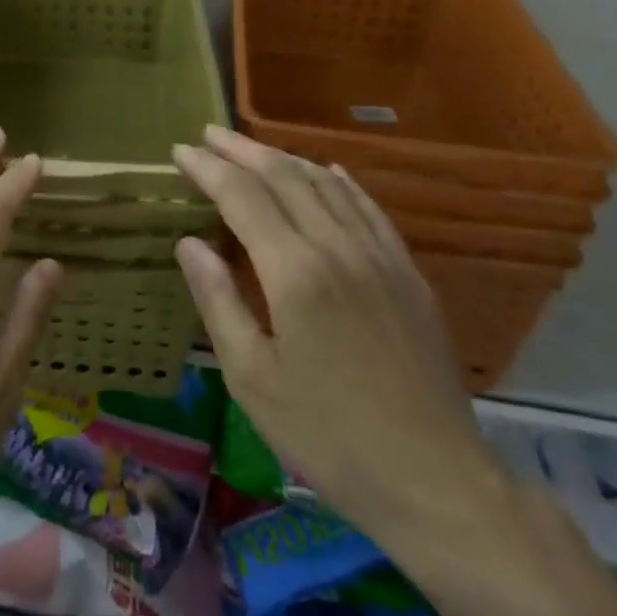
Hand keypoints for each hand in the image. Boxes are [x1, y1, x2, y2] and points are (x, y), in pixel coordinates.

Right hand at [172, 126, 502, 545]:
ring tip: (251, 147)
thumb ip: (218, 301)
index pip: (242, 197)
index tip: (180, 151)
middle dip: (241, 150)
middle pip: (284, 177)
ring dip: (284, 158)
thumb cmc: (328, 434)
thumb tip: (188, 243)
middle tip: (208, 133)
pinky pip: (369, 208)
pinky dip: (340, 181)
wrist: (436, 481)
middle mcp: (338, 248)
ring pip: (326, 184)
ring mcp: (380, 257)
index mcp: (295, 273)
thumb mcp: (252, 378)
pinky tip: (326, 171)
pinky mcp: (409, 275)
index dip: (208, 169)